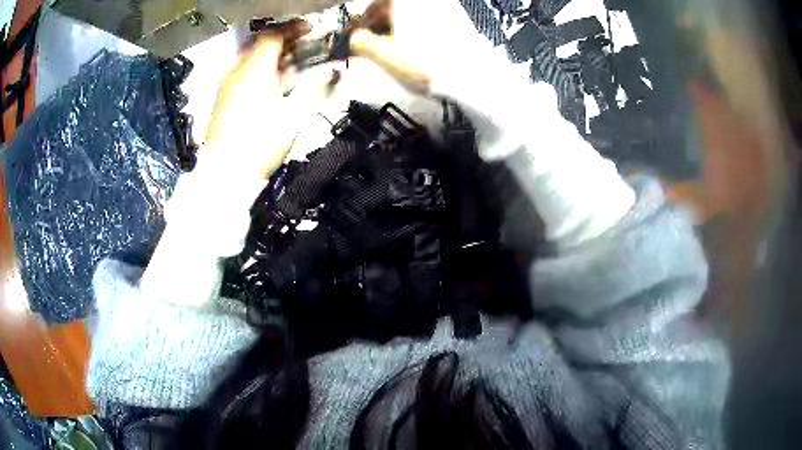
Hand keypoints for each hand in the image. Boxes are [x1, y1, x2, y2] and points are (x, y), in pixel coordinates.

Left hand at [203, 20, 311, 178]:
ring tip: (297, 61)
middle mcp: (238, 72)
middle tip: (307, 44)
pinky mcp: (226, 99)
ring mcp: (229, 86)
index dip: (293, 28)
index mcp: (253, 71)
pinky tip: (277, 80)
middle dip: (286, 39)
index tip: (312, 29)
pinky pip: (247, 73)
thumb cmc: (257, 145)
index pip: (273, 35)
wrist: (223, 175)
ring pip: (253, 58)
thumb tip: (333, 74)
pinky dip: (264, 69)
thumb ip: (314, 90)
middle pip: (261, 44)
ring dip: (276, 55)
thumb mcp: (291, 118)